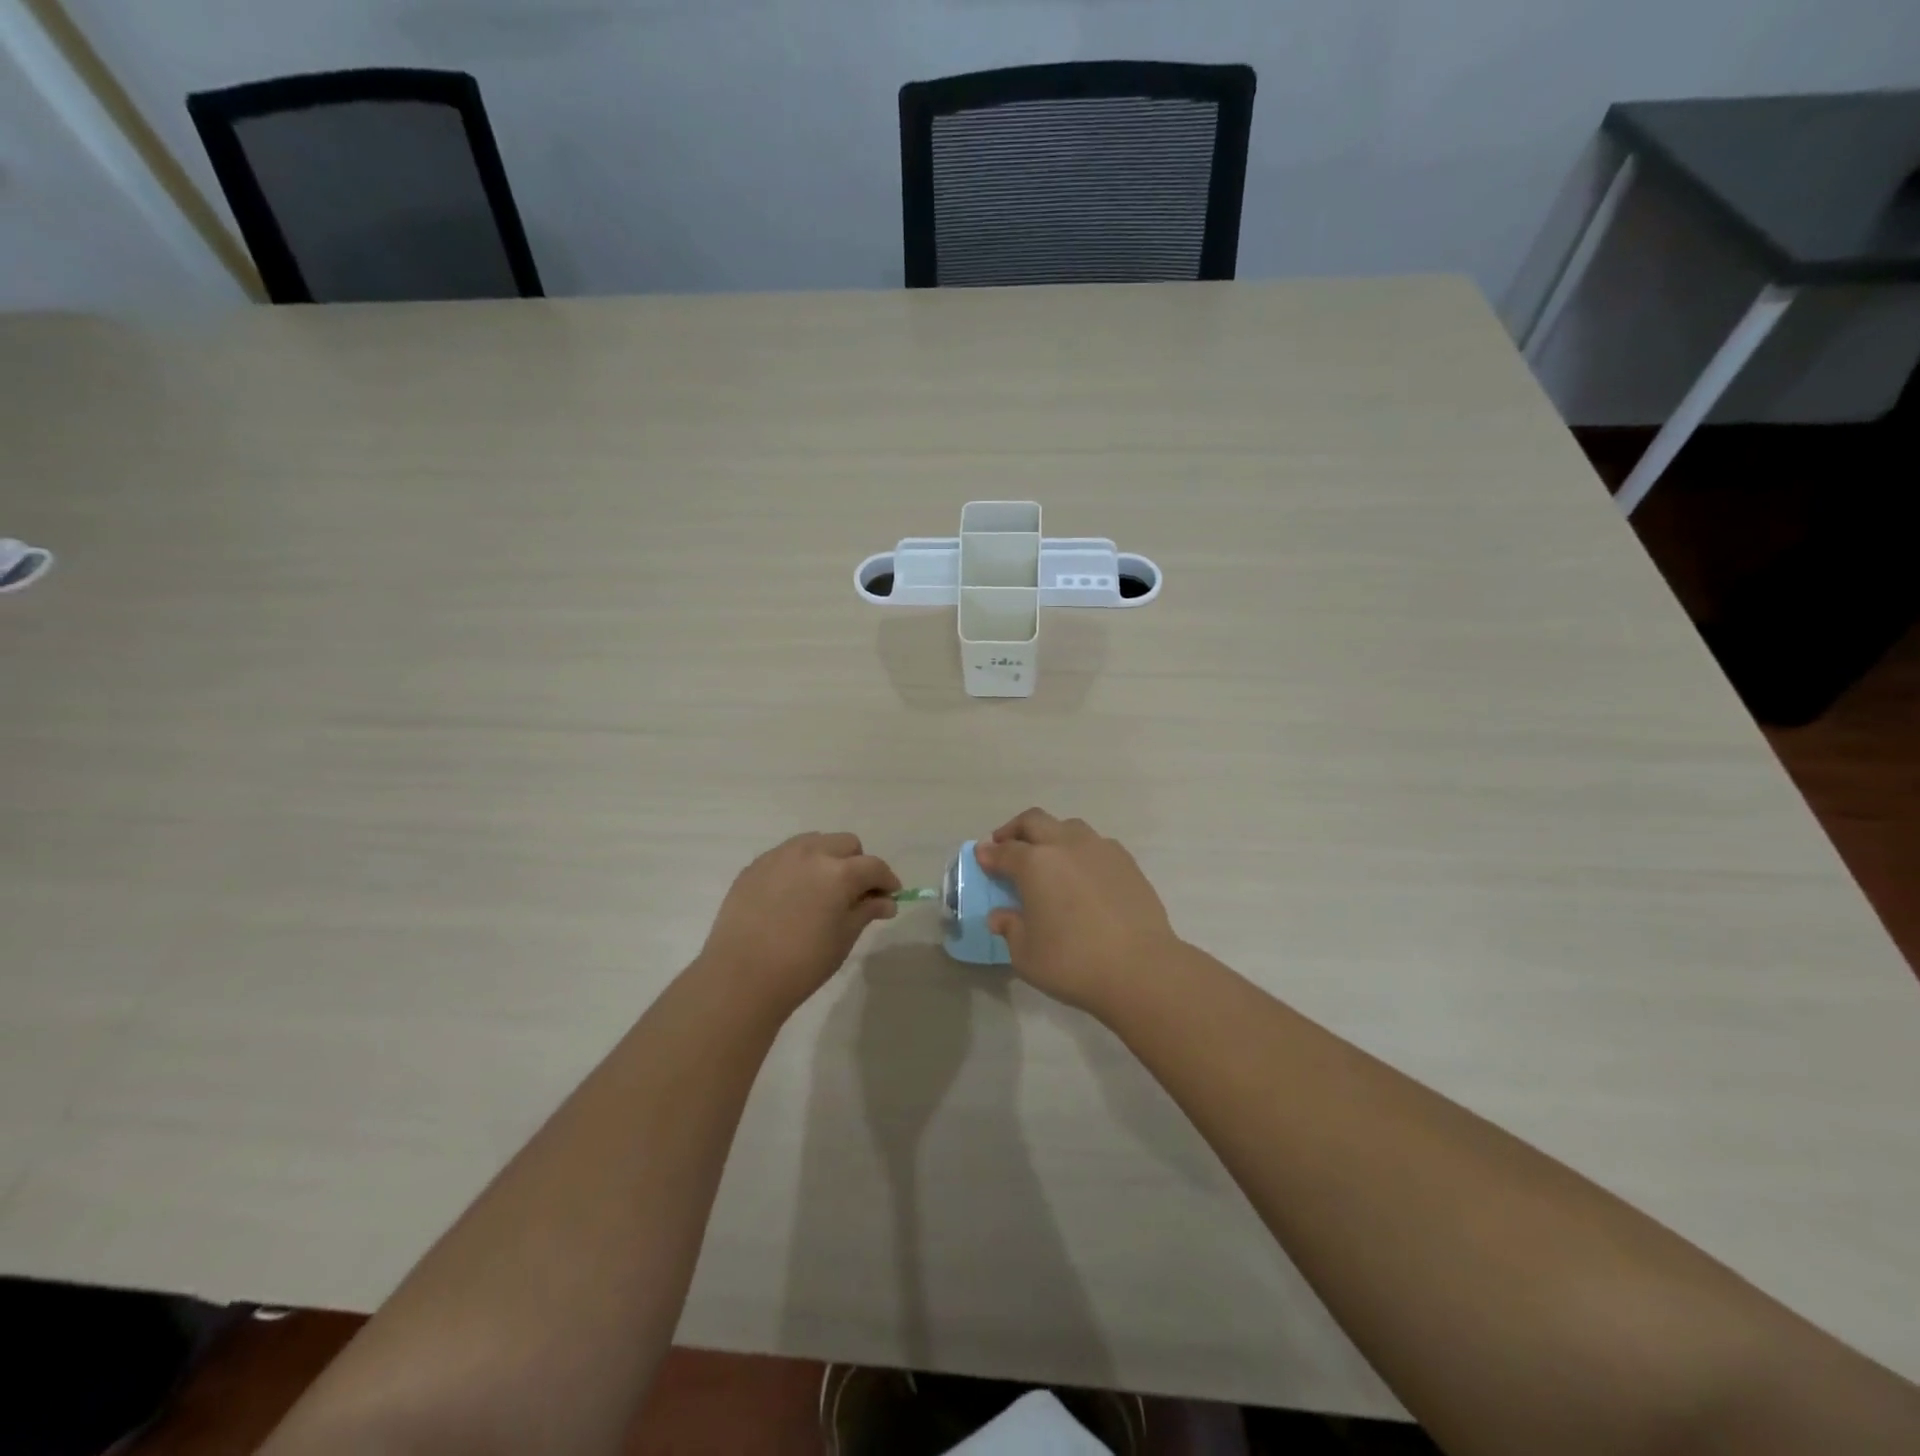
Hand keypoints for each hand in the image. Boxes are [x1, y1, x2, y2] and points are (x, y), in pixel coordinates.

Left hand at [698, 832, 899, 1017]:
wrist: (741, 976)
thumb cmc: (802, 963)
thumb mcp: (843, 938)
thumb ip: (866, 911)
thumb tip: (886, 901)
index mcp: (839, 872)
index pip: (874, 866)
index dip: (887, 881)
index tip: (889, 897)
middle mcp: (811, 852)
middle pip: (846, 844)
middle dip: (857, 864)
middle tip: (855, 893)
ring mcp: (779, 856)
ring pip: (815, 842)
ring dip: (827, 858)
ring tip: (822, 889)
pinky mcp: (755, 866)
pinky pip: (786, 855)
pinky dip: (799, 867)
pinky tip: (792, 895)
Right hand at [971, 809, 1183, 1012]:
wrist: (1141, 968)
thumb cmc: (1073, 963)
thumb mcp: (1026, 954)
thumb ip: (1010, 929)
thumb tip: (1001, 916)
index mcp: (1035, 863)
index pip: (1004, 851)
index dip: (989, 854)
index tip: (981, 856)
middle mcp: (1066, 845)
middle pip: (1034, 821)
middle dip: (1015, 830)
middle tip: (1006, 846)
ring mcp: (1100, 850)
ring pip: (1068, 827)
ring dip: (1051, 835)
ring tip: (1047, 857)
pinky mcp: (1126, 862)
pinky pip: (1096, 844)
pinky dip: (1080, 851)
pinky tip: (1082, 873)